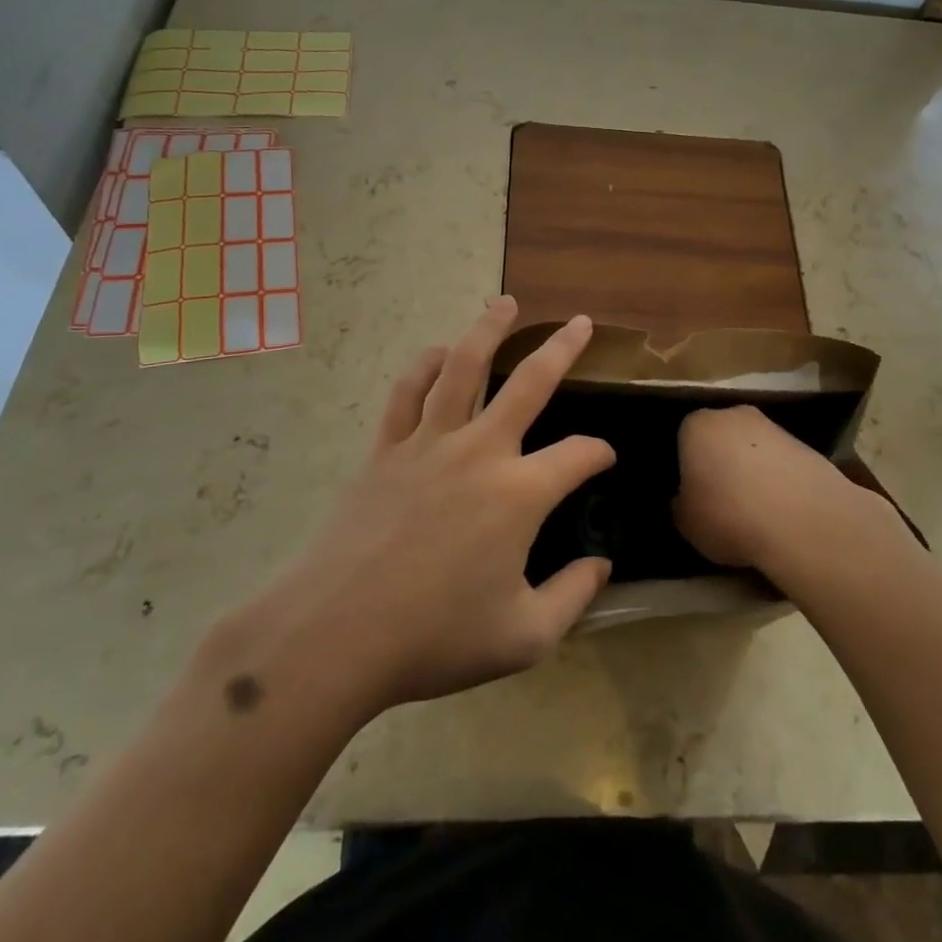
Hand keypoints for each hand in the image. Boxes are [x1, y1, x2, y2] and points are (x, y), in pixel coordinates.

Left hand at [253, 298, 614, 715]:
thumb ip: (573, 596)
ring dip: (488, 330)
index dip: (599, 454)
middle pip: (530, 382)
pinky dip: (424, 365)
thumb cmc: (434, 638)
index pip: (578, 456)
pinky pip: (407, 392)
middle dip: (563, 349)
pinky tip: (436, 352)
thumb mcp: (524, 636)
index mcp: (520, 493)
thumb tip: (601, 564)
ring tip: (504, 304)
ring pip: (463, 367)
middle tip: (580, 322)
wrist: (336, 634)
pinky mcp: (386, 448)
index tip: (604, 460)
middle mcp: (480, 451)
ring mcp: (428, 443)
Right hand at [674, 405, 879, 573]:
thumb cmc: (729, 516)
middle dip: (720, 461)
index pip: (683, 438)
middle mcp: (733, 415)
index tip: (692, 493)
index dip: (686, 467)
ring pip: (753, 448)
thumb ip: (680, 505)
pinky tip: (781, 510)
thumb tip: (685, 500)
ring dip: (752, 470)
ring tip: (755, 509)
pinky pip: (781, 463)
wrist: (803, 520)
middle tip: (721, 498)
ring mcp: (774, 427)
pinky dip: (779, 480)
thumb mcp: (686, 523)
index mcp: (697, 425)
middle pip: (721, 436)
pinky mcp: (806, 445)